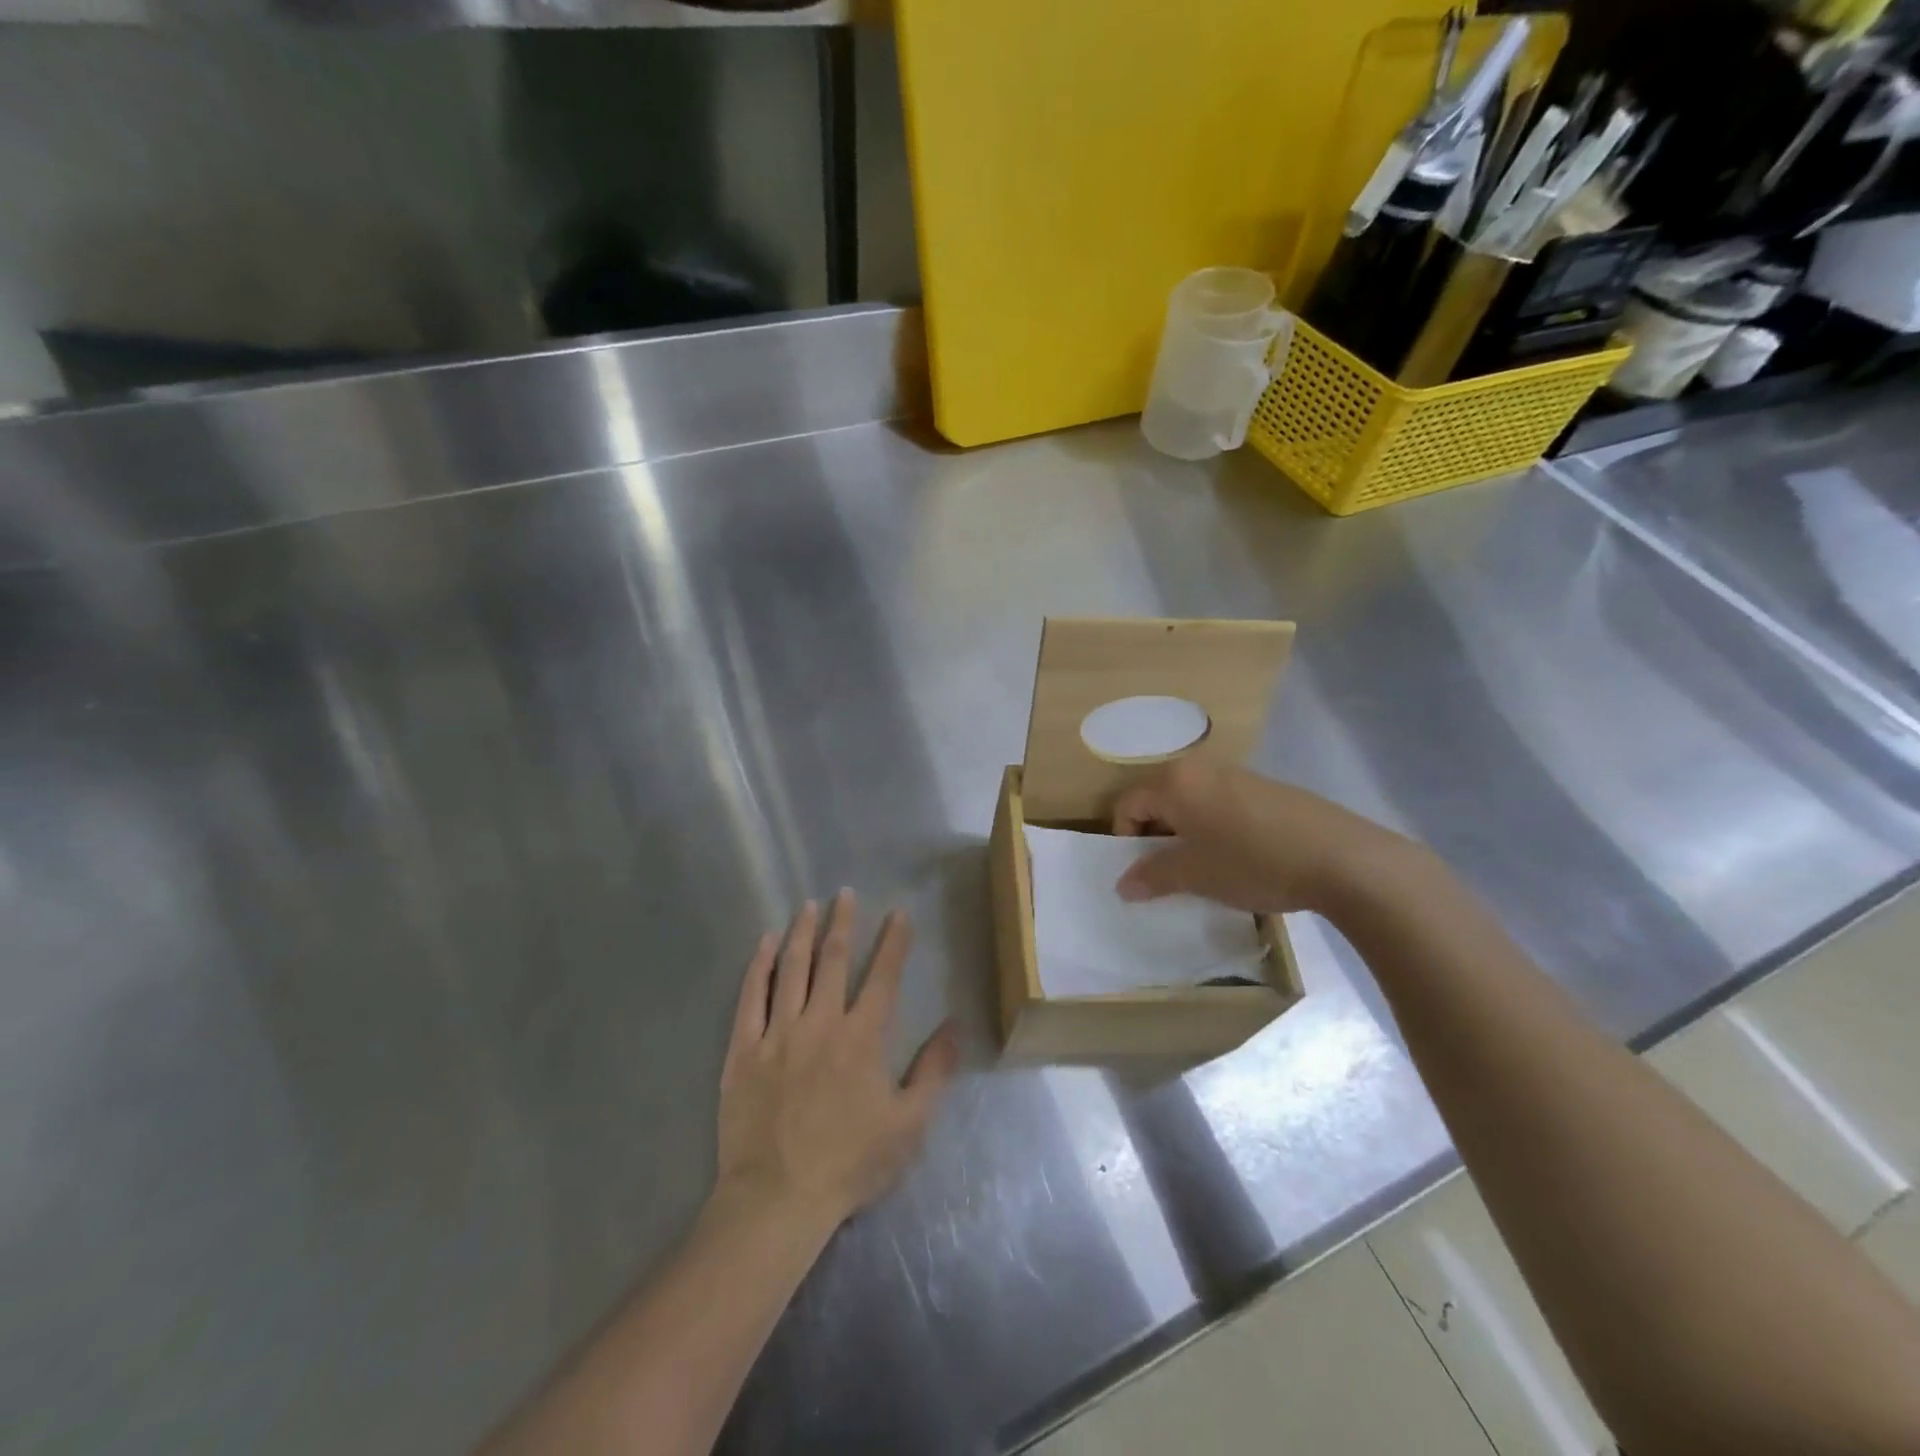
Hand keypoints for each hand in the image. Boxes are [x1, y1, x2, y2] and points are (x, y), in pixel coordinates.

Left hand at [714, 892, 957, 1232]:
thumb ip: (934, 1070)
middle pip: (834, 960)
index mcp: (863, 1037)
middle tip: (845, 893)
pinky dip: (757, 966)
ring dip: (801, 933)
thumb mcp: (909, 1124)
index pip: (883, 976)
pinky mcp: (743, 1050)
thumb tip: (955, 1024)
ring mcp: (778, 1033)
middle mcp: (821, 1022)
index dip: (894, 941)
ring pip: (791, 969)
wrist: (778, 1199)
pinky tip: (763, 944)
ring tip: (808, 906)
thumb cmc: (850, 1163)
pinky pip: (750, 997)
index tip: (898, 913)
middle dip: (842, 922)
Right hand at [1110, 759, 1411, 914]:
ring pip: (1193, 804)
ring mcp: (1239, 776)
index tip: (1142, 873)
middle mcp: (1202, 769)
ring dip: (1188, 835)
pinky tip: (1242, 860)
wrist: (1341, 859)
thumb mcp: (1194, 875)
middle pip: (1160, 800)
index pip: (1128, 804)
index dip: (1125, 840)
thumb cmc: (1251, 862)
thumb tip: (1124, 885)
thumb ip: (1152, 876)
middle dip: (1157, 838)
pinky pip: (1224, 806)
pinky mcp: (1268, 789)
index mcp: (1175, 782)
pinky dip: (1217, 830)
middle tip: (1170, 874)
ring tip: (1207, 870)